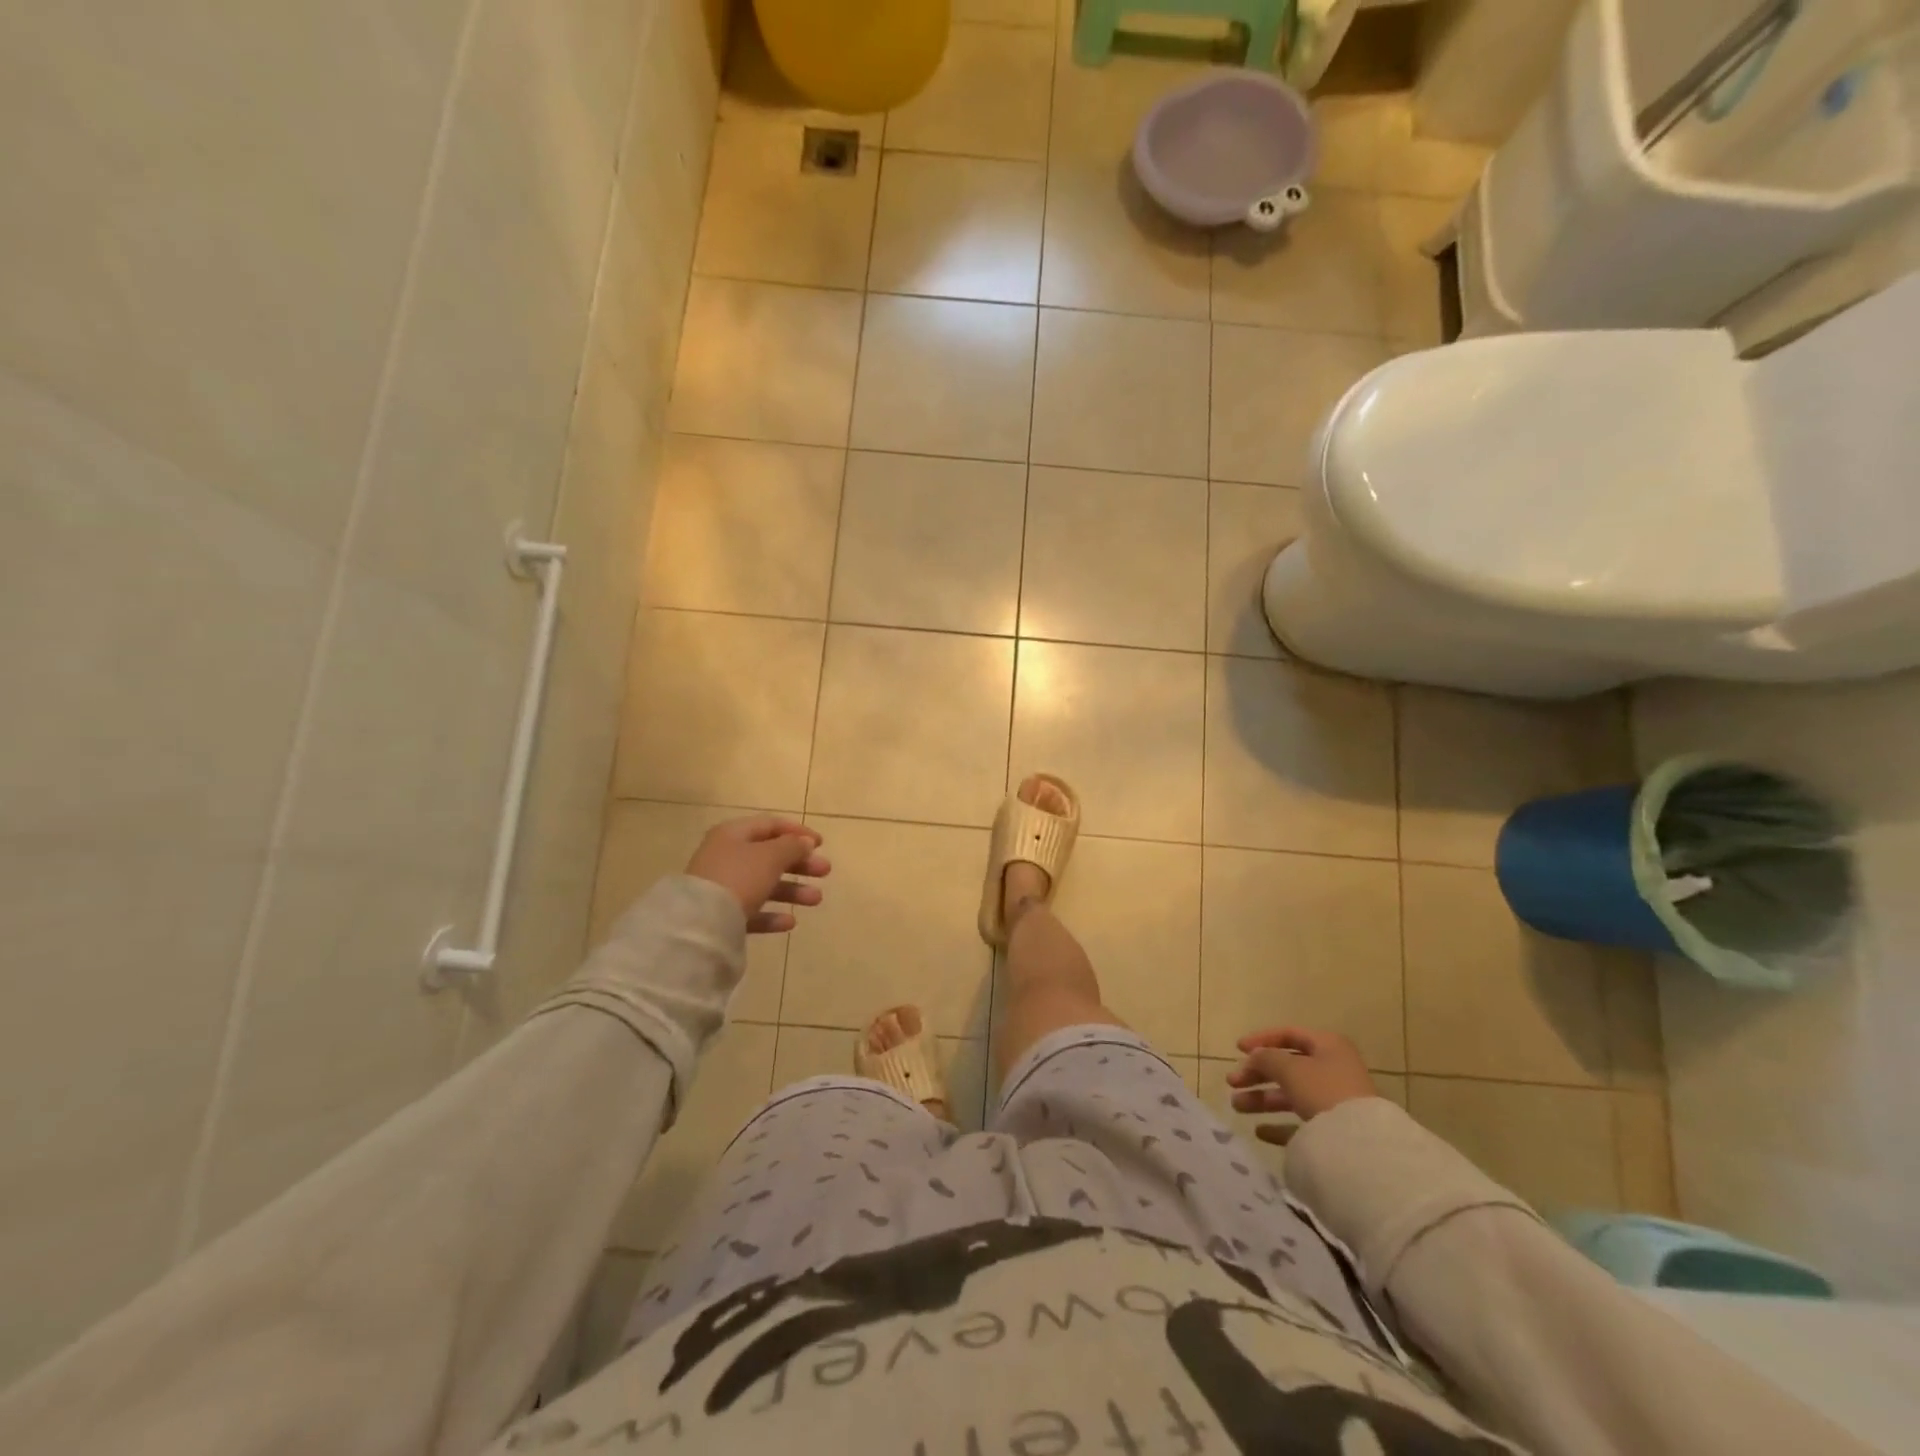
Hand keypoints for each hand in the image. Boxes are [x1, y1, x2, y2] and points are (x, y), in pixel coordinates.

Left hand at [684, 816, 829, 934]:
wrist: (701, 922)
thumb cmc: (739, 877)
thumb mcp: (771, 856)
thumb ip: (792, 846)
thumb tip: (805, 842)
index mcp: (734, 834)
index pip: (770, 825)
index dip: (798, 832)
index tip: (821, 844)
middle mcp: (726, 857)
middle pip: (769, 856)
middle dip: (800, 864)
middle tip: (825, 871)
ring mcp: (722, 887)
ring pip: (764, 884)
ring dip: (792, 890)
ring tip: (817, 899)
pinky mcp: (721, 916)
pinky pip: (752, 911)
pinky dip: (772, 915)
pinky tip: (790, 922)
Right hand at [1225, 1026, 1375, 1145]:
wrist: (1359, 1143)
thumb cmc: (1323, 1090)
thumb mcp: (1289, 1068)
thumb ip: (1266, 1058)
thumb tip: (1254, 1057)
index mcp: (1328, 1047)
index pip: (1289, 1035)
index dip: (1261, 1040)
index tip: (1237, 1049)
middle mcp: (1333, 1070)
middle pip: (1287, 1068)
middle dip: (1256, 1074)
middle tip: (1232, 1082)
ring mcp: (1334, 1102)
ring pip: (1291, 1095)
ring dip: (1262, 1099)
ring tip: (1236, 1105)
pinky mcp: (1334, 1130)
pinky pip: (1301, 1123)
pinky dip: (1279, 1125)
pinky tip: (1260, 1131)